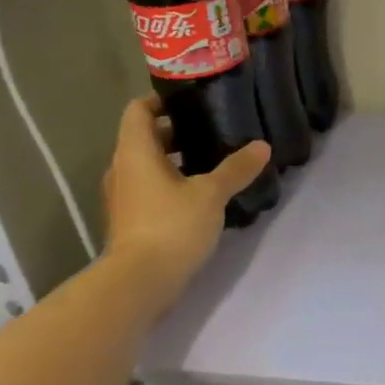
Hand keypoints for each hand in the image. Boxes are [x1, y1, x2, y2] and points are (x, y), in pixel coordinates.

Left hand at [101, 97, 270, 302]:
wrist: (139, 282)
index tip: (192, 103)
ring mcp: (123, 198)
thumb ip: (236, 168)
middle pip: (145, 138)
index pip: (139, 110)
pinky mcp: (130, 221)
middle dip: (177, 133)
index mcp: (135, 152)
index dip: (162, 101)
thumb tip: (261, 146)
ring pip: (148, 167)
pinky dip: (171, 186)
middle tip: (213, 132)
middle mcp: (122, 169)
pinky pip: (150, 191)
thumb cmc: (171, 226)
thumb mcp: (211, 194)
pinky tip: (201, 197)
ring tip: (213, 164)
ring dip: (175, 162)